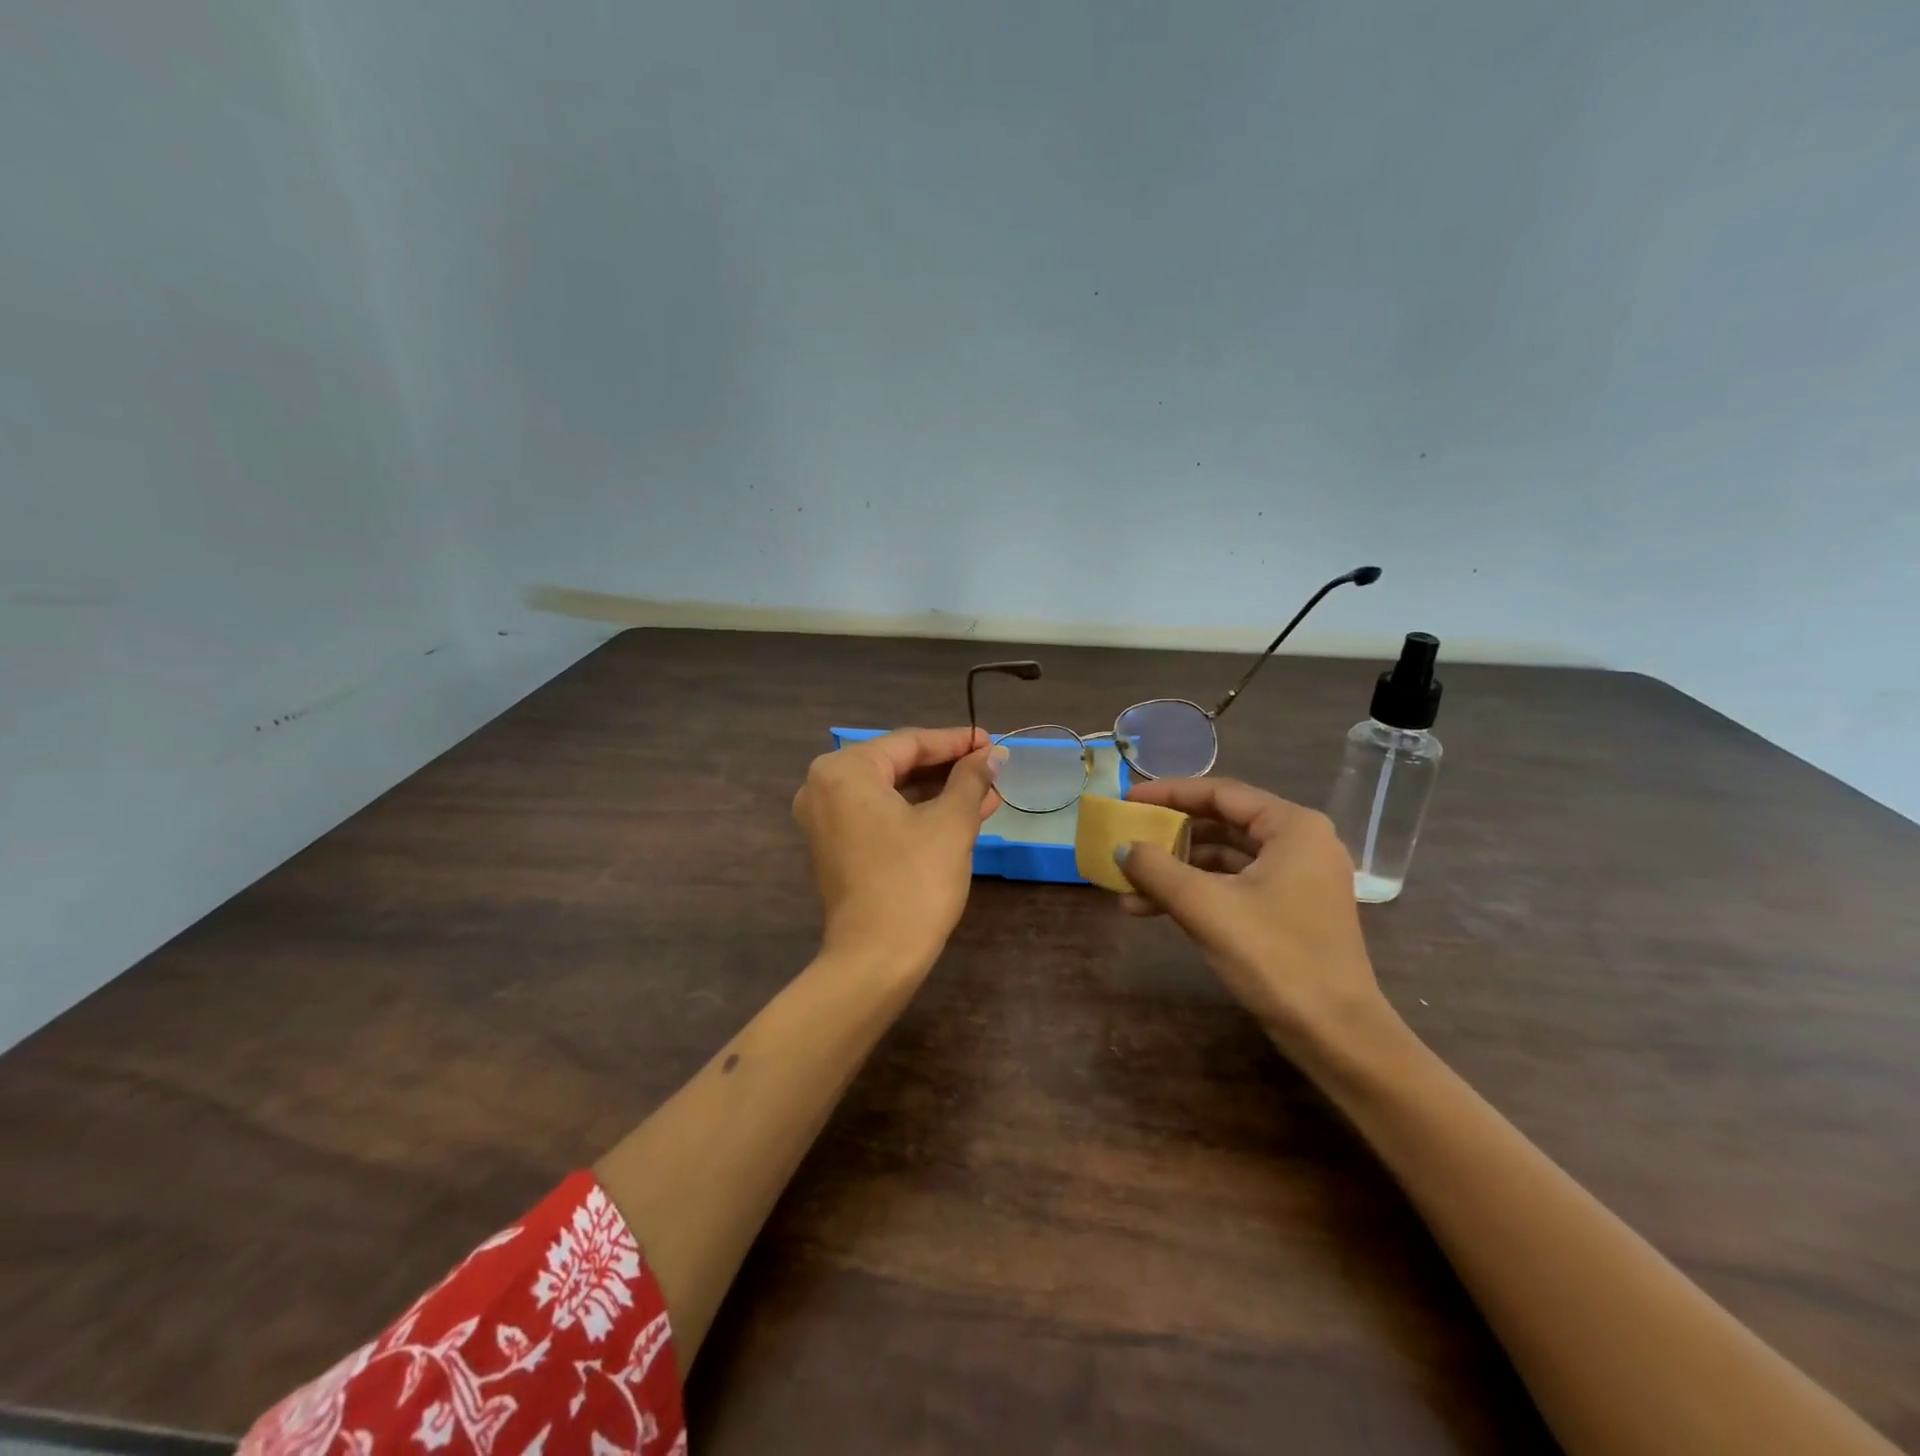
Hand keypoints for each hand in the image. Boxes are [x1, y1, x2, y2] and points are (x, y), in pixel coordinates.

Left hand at [793, 727, 1005, 976]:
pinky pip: (880, 815)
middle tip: (992, 768)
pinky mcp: (835, 846)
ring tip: (987, 794)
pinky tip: (960, 815)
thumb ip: (971, 779)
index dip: (956, 741)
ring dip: (938, 792)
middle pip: (898, 765)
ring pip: (892, 792)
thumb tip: (993, 754)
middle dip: (949, 769)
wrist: (875, 958)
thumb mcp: (951, 823)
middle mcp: (824, 787)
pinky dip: (917, 813)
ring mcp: (825, 819)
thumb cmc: (914, 881)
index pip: (909, 743)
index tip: (992, 742)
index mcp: (844, 770)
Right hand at [1114, 778, 1396, 1063]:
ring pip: (1226, 857)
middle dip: (1171, 835)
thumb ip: (1157, 869)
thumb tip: (1122, 847)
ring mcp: (1298, 878)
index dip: (1169, 793)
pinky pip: (1235, 884)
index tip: (1129, 798)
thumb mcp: (1206, 907)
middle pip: (1223, 823)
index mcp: (1293, 827)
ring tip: (1130, 884)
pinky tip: (1154, 908)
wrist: (1336, 1035)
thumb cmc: (1275, 957)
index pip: (1221, 793)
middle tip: (1128, 836)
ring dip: (1178, 868)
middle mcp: (1300, 842)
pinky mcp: (1291, 909)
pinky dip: (1197, 891)